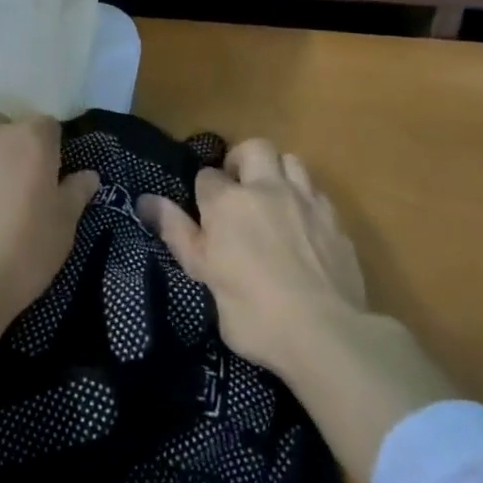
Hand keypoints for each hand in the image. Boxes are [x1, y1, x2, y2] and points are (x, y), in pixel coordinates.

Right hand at [142, 140, 457, 482]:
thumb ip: (176, 232)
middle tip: (238, 189)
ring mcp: (306, 201)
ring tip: (272, 201)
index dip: (203, 192)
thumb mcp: (203, 274)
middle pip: (254, 148)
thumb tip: (146, 199)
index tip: (204, 215)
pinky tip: (303, 226)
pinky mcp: (336, 221)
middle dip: (242, 160)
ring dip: (278, 172)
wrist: (325, 334)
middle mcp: (267, 189)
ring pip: (291, 161)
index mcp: (227, 202)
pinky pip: (317, 193)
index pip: (207, 176)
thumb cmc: (251, 311)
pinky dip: (305, 200)